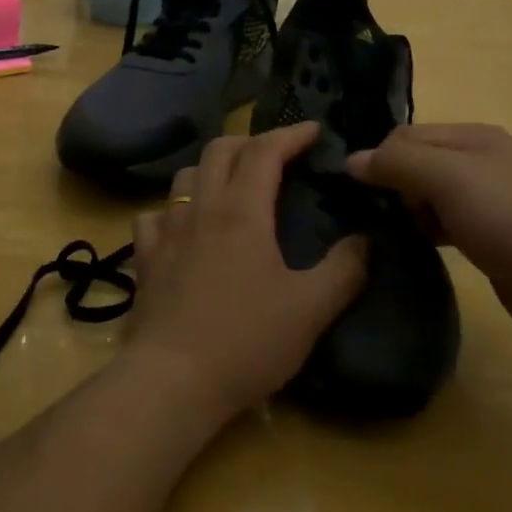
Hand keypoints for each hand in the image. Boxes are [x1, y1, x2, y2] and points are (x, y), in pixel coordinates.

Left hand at [126, 122, 367, 427]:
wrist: (172, 380)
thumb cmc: (246, 341)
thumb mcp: (310, 309)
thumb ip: (344, 270)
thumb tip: (366, 240)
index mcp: (242, 210)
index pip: (265, 151)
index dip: (291, 134)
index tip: (315, 131)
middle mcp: (201, 208)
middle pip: (219, 150)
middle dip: (251, 142)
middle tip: (277, 155)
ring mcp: (166, 231)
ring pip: (185, 177)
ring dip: (212, 169)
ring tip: (232, 185)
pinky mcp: (144, 258)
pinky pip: (154, 215)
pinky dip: (173, 209)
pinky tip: (183, 228)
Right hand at [346, 123, 511, 351]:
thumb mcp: (450, 180)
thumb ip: (398, 164)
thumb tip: (350, 160)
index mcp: (471, 137)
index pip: (404, 136)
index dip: (378, 159)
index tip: (358, 194)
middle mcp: (478, 163)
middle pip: (415, 164)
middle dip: (390, 187)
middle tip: (373, 219)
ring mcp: (487, 202)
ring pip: (427, 197)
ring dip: (406, 212)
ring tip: (387, 237)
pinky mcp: (490, 239)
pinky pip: (443, 226)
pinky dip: (425, 233)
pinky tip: (414, 250)